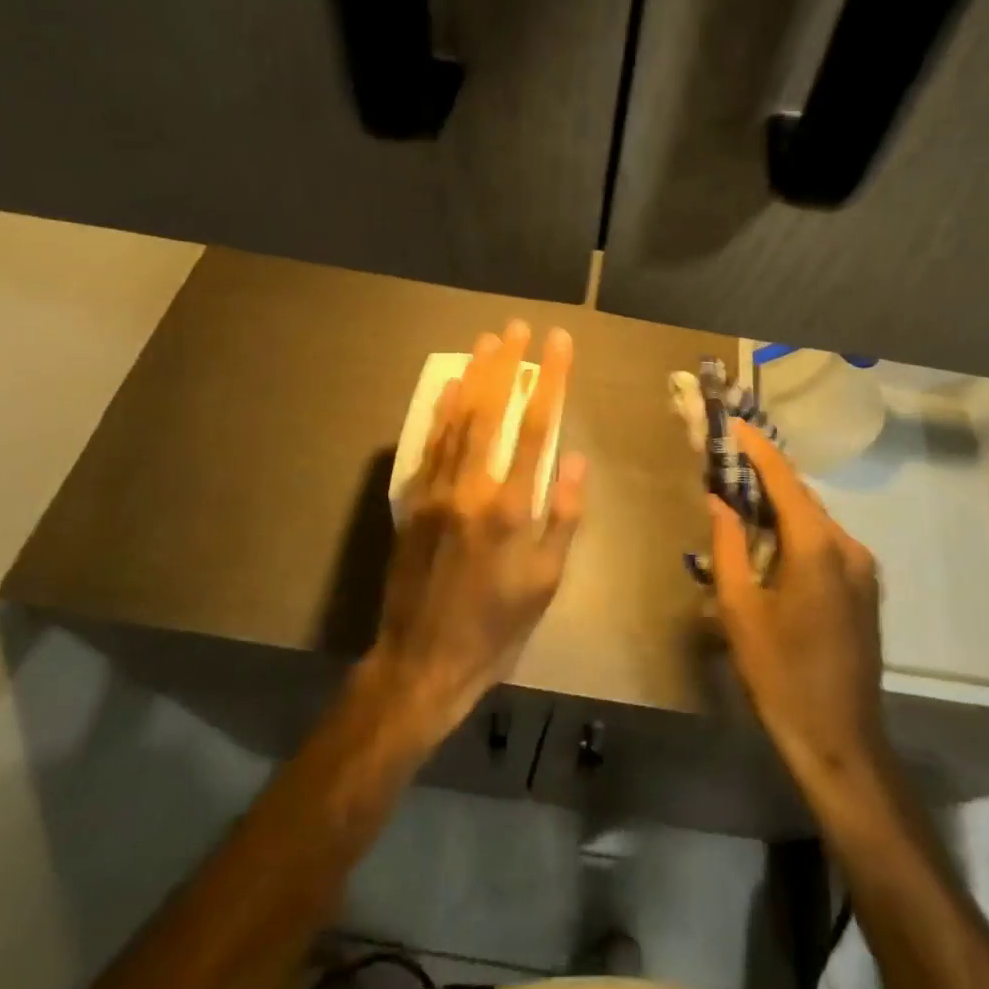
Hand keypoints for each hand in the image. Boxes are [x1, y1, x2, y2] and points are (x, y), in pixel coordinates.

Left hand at [363, 320, 584, 748]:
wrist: (421, 662)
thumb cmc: (496, 627)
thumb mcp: (546, 581)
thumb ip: (563, 516)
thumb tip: (575, 458)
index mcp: (511, 507)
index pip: (537, 426)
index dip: (550, 379)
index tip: (559, 343)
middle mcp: (471, 488)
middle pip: (492, 410)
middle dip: (508, 364)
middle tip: (518, 327)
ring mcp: (436, 491)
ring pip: (457, 420)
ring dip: (474, 376)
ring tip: (488, 341)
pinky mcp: (413, 502)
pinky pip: (429, 445)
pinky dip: (442, 412)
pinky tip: (451, 387)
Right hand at [710, 419, 891, 797]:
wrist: (841, 742)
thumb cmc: (780, 675)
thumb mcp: (740, 610)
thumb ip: (727, 545)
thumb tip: (719, 500)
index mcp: (817, 546)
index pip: (783, 479)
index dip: (756, 448)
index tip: (732, 424)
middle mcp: (847, 545)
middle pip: (800, 496)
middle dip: (764, 476)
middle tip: (725, 465)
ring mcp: (863, 566)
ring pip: (814, 519)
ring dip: (779, 506)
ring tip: (740, 500)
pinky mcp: (865, 587)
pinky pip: (826, 542)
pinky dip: (796, 530)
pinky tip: (770, 543)